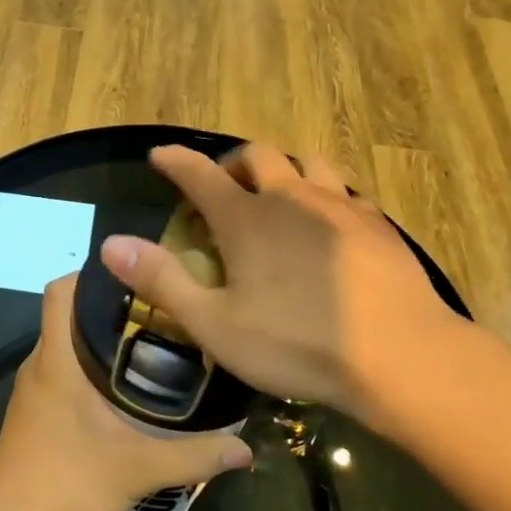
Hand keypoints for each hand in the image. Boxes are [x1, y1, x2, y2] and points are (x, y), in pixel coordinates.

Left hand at [0, 275, 253, 510]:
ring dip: (98, 339)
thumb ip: (195, 456)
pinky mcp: (31, 412)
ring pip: (63, 344)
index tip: (135, 278)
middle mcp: (38, 365)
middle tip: (158, 312)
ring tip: (148, 346)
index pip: (59, 291)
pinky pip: (58, 370)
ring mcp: (31, 389)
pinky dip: (86, 367)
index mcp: (56, 360)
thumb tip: (245, 448)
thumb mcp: (139, 468)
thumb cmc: (68, 484)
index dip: (91, 274)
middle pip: (67, 314)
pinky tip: (120, 391)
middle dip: (108, 307)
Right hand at [100, 144, 463, 420]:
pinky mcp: (377, 224)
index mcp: (246, 218)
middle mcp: (291, 197)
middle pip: (258, 154)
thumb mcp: (214, 324)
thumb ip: (161, 280)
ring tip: (280, 199)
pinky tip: (329, 228)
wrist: (399, 356)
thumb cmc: (296, 343)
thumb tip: (111, 243)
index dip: (175, 161)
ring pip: (308, 163)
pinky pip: (345, 191)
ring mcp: (339, 205)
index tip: (159, 155)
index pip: (198, 174)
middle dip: (233, 163)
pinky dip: (325, 196)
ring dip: (285, 171)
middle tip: (224, 190)